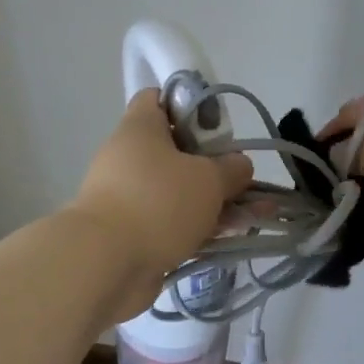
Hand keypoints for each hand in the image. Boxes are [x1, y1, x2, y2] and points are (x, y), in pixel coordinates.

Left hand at [72, 89, 253, 308]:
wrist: (105, 265)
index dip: (188, 105)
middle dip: (215, 164)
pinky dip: (202, 226)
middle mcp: (131, 157)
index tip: (217, 125)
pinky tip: (235, 236)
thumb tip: (240, 165)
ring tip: (259, 214)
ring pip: (180, 190)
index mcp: (140, 128)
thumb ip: (232, 168)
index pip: (157, 99)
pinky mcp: (135, 233)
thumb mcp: (208, 178)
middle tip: (245, 177)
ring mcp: (131, 197)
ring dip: (216, 201)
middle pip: (177, 150)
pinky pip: (175, 222)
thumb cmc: (158, 202)